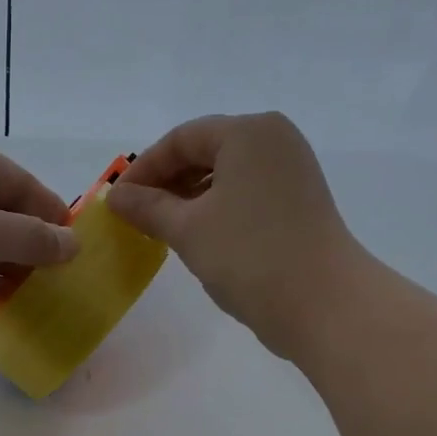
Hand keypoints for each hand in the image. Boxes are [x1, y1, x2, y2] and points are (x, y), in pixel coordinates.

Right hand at [106, 112, 364, 359]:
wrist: (322, 302)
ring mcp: (290, 172)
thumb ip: (147, 208)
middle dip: (166, 182)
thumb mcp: (187, 229)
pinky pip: (244, 193)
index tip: (116, 203)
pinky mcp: (298, 202)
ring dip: (188, 197)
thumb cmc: (248, 255)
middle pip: (205, 150)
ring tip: (161, 228)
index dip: (143, 169)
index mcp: (248, 133)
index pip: (182, 138)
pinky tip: (196, 235)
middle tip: (135, 216)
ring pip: (225, 174)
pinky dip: (214, 208)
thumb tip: (114, 197)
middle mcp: (273, 141)